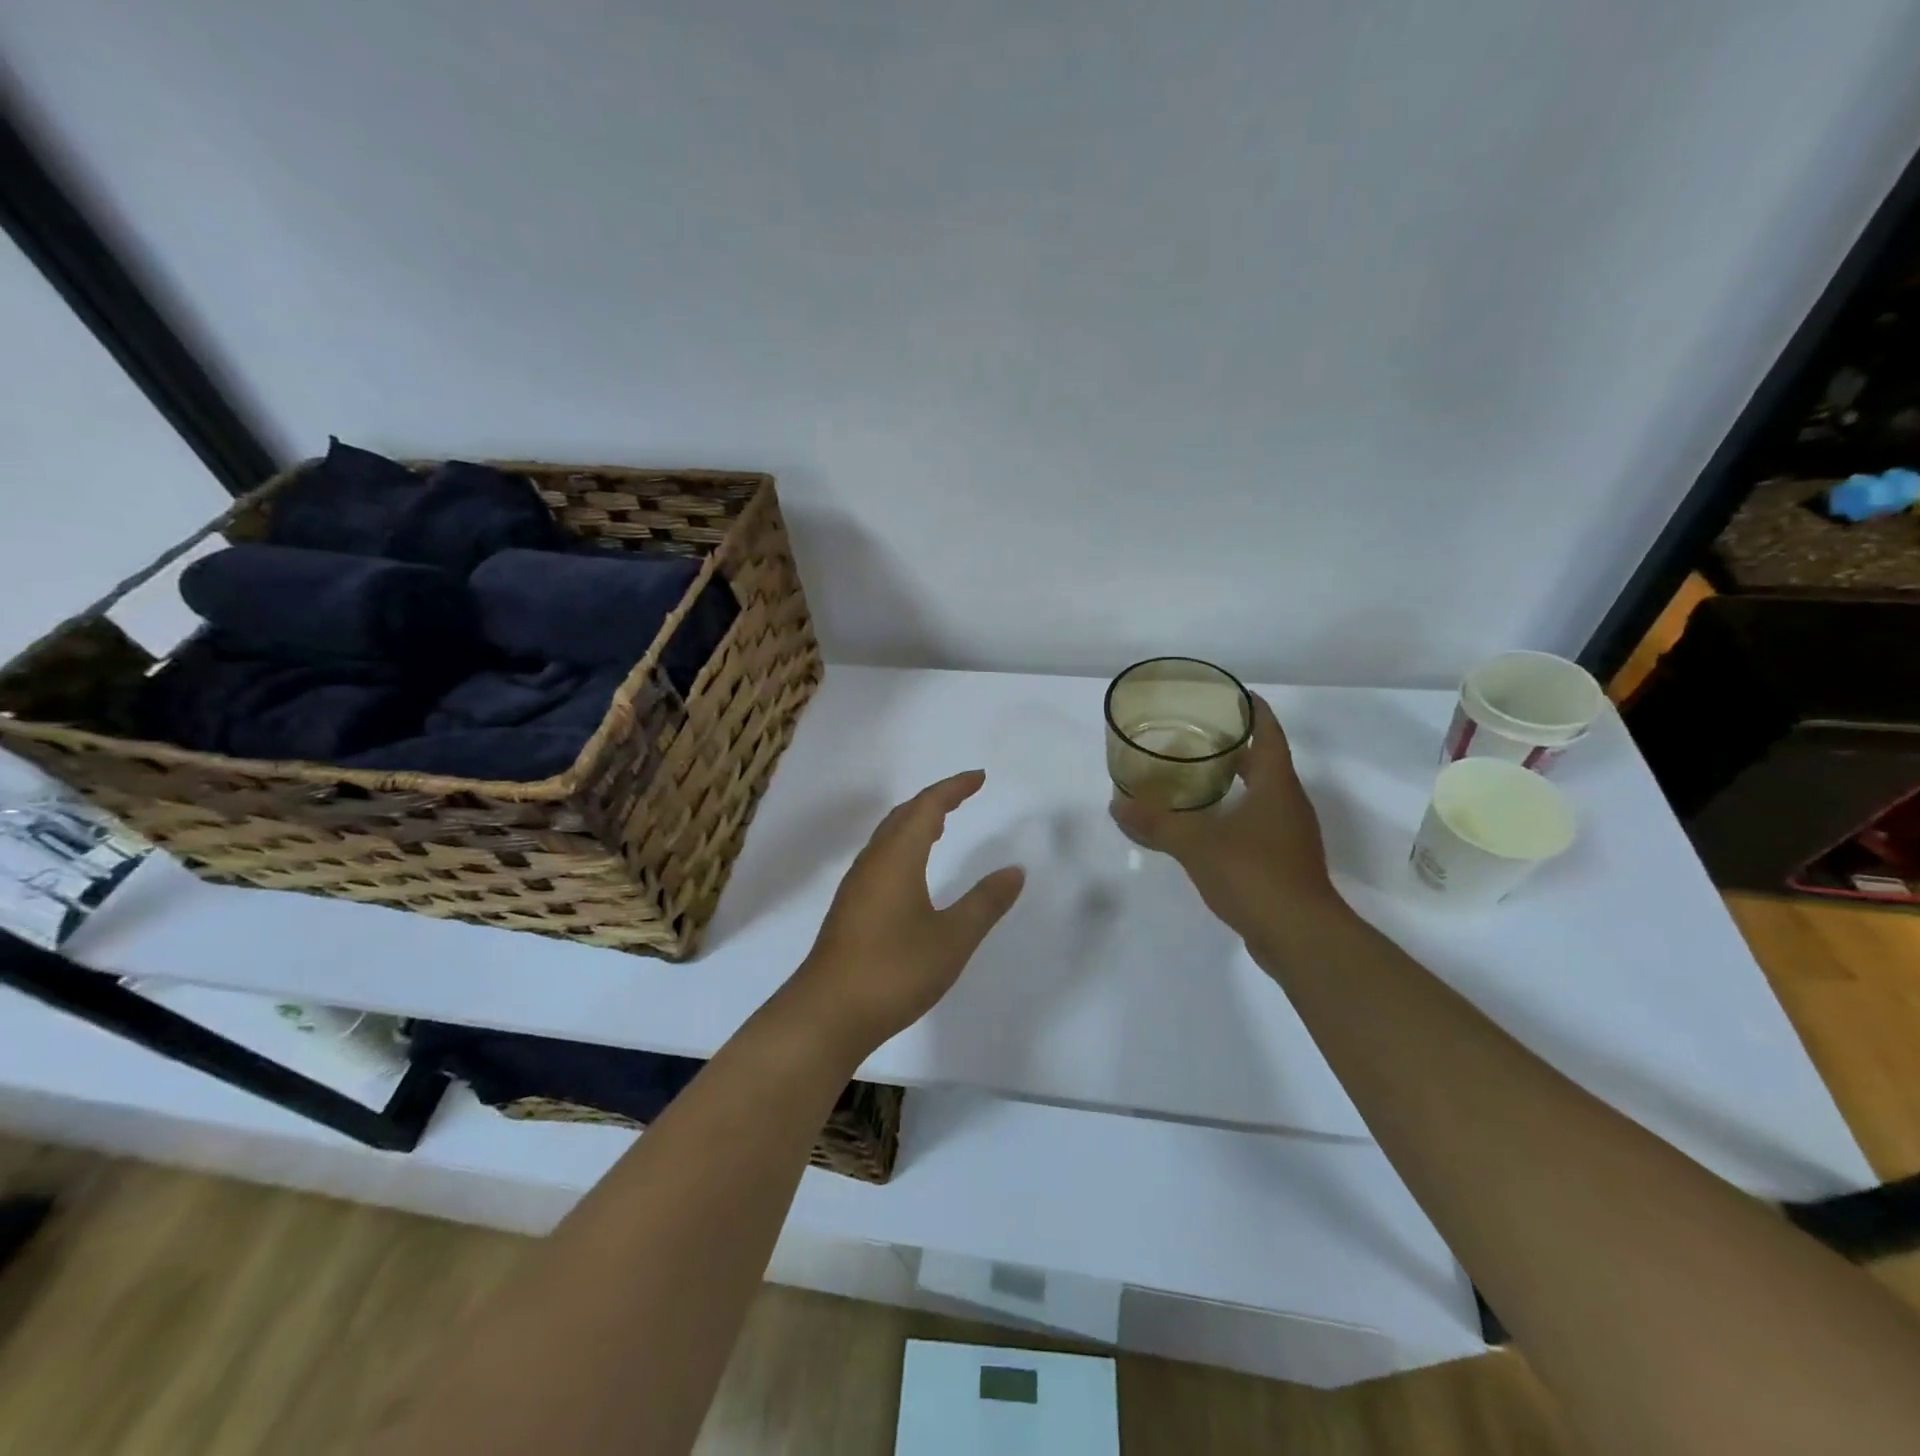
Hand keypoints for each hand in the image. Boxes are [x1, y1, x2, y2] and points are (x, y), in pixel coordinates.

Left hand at [788, 771, 1024, 1054]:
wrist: (827, 1013)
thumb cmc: (894, 970)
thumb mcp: (953, 938)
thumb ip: (985, 902)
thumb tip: (1014, 870)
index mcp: (897, 857)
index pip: (927, 807)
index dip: (954, 788)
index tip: (979, 777)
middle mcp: (873, 862)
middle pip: (903, 815)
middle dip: (935, 799)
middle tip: (964, 795)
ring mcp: (857, 885)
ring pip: (888, 836)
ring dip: (915, 822)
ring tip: (942, 824)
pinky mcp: (850, 907)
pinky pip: (881, 857)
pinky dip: (904, 845)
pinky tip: (913, 870)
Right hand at [1110, 695, 1344, 936]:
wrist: (1301, 937)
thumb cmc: (1255, 875)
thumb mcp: (1197, 845)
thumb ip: (1157, 824)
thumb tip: (1117, 807)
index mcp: (1277, 785)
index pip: (1269, 733)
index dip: (1253, 709)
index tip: (1229, 693)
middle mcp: (1289, 803)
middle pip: (1266, 761)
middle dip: (1235, 745)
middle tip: (1196, 735)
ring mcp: (1290, 834)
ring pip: (1262, 794)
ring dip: (1235, 780)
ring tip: (1195, 775)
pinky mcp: (1285, 861)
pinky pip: (1259, 822)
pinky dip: (1235, 813)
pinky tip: (1207, 824)